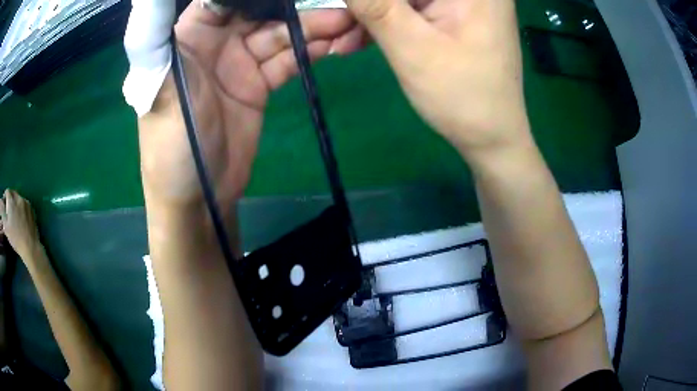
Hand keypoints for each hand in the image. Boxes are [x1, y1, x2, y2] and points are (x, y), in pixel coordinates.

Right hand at [0, 190, 40, 259]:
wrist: (30, 247)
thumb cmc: (15, 238)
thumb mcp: (5, 226)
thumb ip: (2, 211)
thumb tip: (0, 201)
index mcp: (11, 200)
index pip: (7, 192)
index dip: (5, 198)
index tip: (4, 207)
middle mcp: (18, 198)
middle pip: (13, 193)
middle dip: (10, 200)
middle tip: (9, 212)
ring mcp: (26, 202)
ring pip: (18, 199)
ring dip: (16, 204)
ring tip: (15, 217)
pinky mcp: (32, 209)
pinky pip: (25, 205)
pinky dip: (22, 209)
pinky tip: (21, 220)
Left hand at [138, 4, 359, 210]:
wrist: (198, 198)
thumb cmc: (170, 145)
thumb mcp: (158, 89)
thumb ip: (153, 38)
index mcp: (189, 35)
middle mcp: (215, 41)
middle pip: (260, 11)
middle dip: (295, 7)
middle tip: (336, 8)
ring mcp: (239, 62)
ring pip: (280, 34)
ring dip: (312, 28)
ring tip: (346, 25)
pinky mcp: (258, 84)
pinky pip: (287, 60)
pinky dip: (310, 52)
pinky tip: (334, 45)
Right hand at [345, 0, 531, 162]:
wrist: (492, 138)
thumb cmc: (462, 96)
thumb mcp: (412, 46)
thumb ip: (374, 5)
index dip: (374, 0)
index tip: (345, 10)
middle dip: (369, 6)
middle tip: (337, 29)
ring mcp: (464, 2)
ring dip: (372, 16)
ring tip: (343, 41)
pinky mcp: (456, 15)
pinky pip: (413, 9)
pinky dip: (388, 23)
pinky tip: (362, 39)